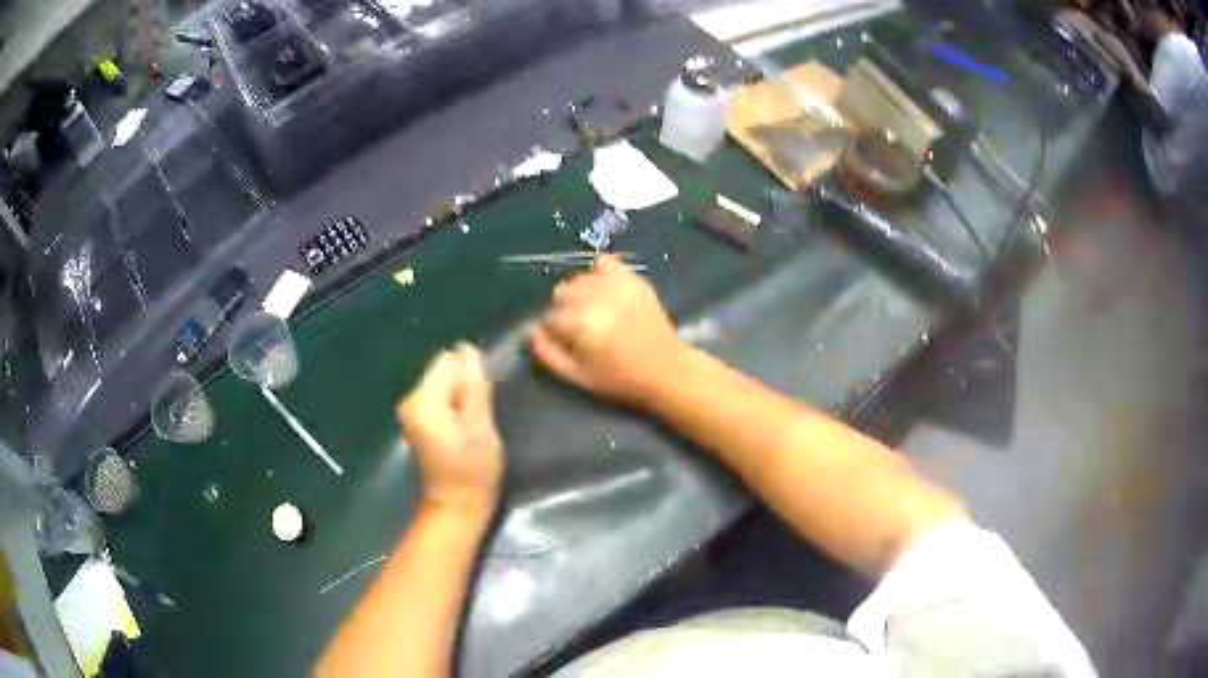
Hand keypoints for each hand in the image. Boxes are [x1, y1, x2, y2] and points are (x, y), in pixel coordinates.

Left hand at [397, 344, 503, 515]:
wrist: (457, 507)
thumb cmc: (473, 470)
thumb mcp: (480, 427)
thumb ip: (474, 386)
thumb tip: (470, 350)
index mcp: (423, 399)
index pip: (448, 360)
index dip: (471, 371)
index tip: (487, 395)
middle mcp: (411, 399)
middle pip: (443, 370)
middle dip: (465, 383)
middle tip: (482, 412)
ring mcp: (412, 411)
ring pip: (443, 384)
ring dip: (462, 395)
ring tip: (476, 421)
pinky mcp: (419, 421)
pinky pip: (440, 397)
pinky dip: (454, 405)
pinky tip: (465, 426)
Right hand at [531, 255, 685, 405]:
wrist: (666, 368)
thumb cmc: (619, 378)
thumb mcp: (577, 376)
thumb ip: (547, 353)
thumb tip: (531, 333)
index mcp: (578, 323)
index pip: (548, 316)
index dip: (553, 331)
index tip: (563, 341)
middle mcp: (594, 297)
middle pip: (561, 293)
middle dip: (564, 309)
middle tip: (580, 328)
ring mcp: (614, 284)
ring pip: (580, 279)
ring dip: (581, 293)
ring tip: (595, 311)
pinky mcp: (632, 278)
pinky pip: (604, 262)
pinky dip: (599, 273)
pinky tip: (603, 289)